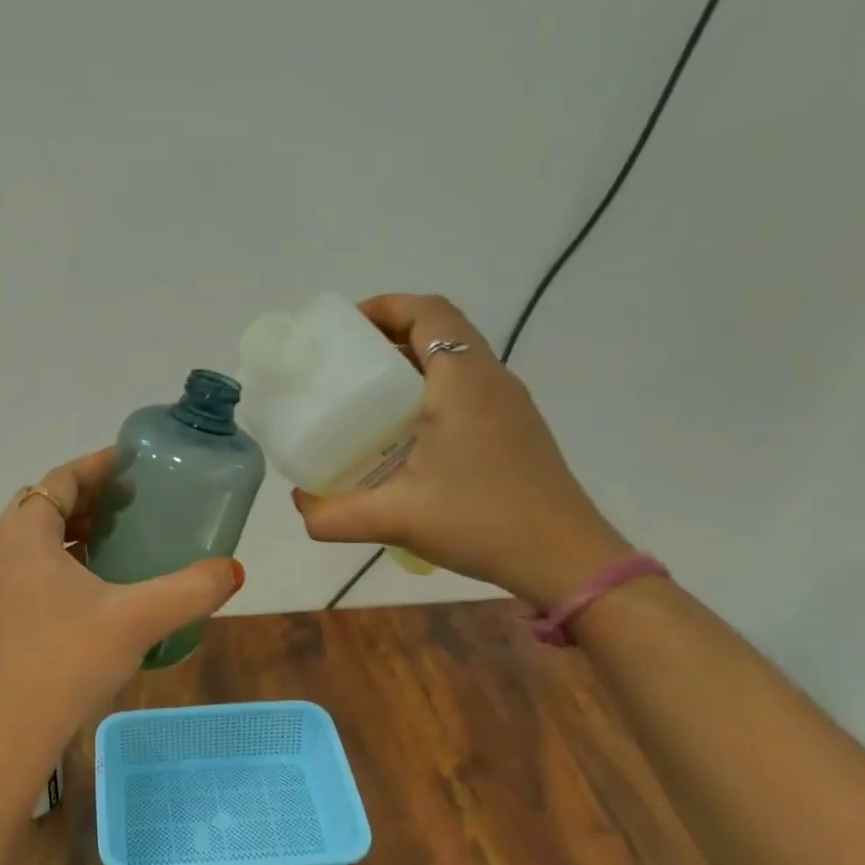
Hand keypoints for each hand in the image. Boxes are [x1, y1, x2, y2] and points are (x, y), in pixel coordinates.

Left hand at [0, 448, 243, 792]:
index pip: (60, 480)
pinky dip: (62, 562)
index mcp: (24, 537)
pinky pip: (30, 569)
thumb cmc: (67, 663)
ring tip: (121, 538)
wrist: (8, 738)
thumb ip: (190, 590)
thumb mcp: (138, 620)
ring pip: (35, 540)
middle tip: (135, 501)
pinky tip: (98, 588)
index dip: (97, 466)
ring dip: (74, 531)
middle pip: (45, 505)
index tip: (134, 463)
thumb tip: (233, 570)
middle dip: (89, 497)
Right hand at [291, 294, 630, 606]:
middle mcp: (490, 380)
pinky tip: (406, 433)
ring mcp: (509, 404)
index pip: (429, 313)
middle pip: (441, 329)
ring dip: (413, 361)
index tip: (345, 328)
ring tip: (368, 393)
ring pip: (457, 359)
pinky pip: (468, 386)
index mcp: (463, 382)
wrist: (564, 558)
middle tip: (346, 360)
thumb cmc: (480, 522)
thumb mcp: (395, 519)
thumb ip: (334, 514)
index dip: (386, 306)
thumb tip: (300, 505)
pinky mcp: (515, 428)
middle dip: (391, 333)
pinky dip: (432, 388)